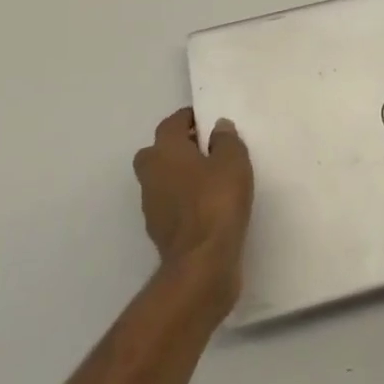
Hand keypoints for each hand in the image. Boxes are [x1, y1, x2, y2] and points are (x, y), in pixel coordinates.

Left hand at [134, 108, 253, 308]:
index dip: (189, 119)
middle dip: (178, 147)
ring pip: (163, 180)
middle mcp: (151, 174)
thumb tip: (218, 127)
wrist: (202, 264)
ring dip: (180, 176)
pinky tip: (207, 207)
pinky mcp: (159, 233)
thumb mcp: (233, 161)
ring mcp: (151, 206)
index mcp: (164, 150)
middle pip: (159, 151)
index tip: (208, 121)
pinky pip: (170, 205)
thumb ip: (226, 140)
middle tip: (206, 149)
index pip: (172, 123)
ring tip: (210, 179)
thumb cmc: (216, 201)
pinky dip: (183, 202)